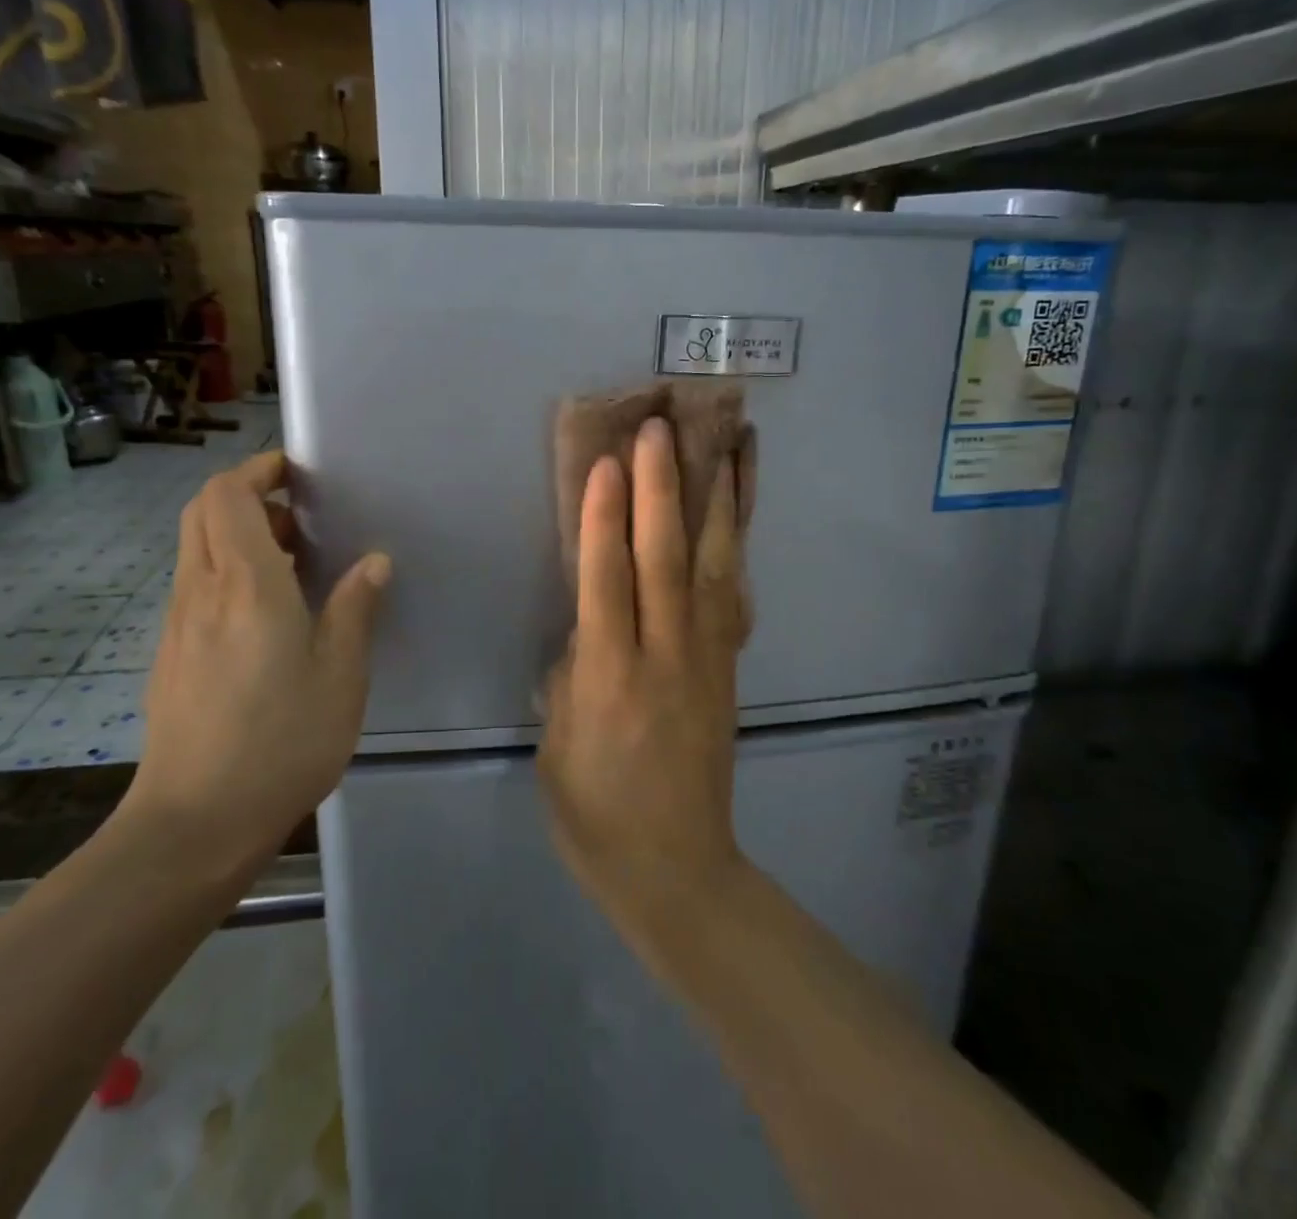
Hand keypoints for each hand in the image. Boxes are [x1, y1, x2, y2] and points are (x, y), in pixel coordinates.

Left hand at [121, 450, 390, 886]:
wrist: (195, 823)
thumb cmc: (281, 741)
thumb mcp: (340, 674)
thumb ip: (354, 609)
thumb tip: (373, 561)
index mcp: (246, 585)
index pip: (228, 495)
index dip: (257, 470)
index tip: (298, 473)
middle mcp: (201, 591)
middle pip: (202, 511)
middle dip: (245, 493)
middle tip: (298, 513)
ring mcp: (178, 624)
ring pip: (195, 548)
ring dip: (237, 534)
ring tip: (293, 560)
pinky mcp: (171, 654)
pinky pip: (195, 586)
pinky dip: (226, 571)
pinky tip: (267, 613)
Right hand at [538, 418, 751, 948]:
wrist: (677, 870)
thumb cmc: (596, 815)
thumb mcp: (557, 748)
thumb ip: (570, 675)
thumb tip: (588, 626)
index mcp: (610, 681)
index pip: (607, 582)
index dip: (606, 519)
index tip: (609, 462)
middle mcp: (664, 658)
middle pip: (665, 560)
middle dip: (662, 489)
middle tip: (661, 427)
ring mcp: (707, 660)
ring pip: (715, 568)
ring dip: (718, 501)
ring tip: (728, 443)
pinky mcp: (729, 667)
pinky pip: (734, 595)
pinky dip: (738, 545)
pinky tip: (739, 509)